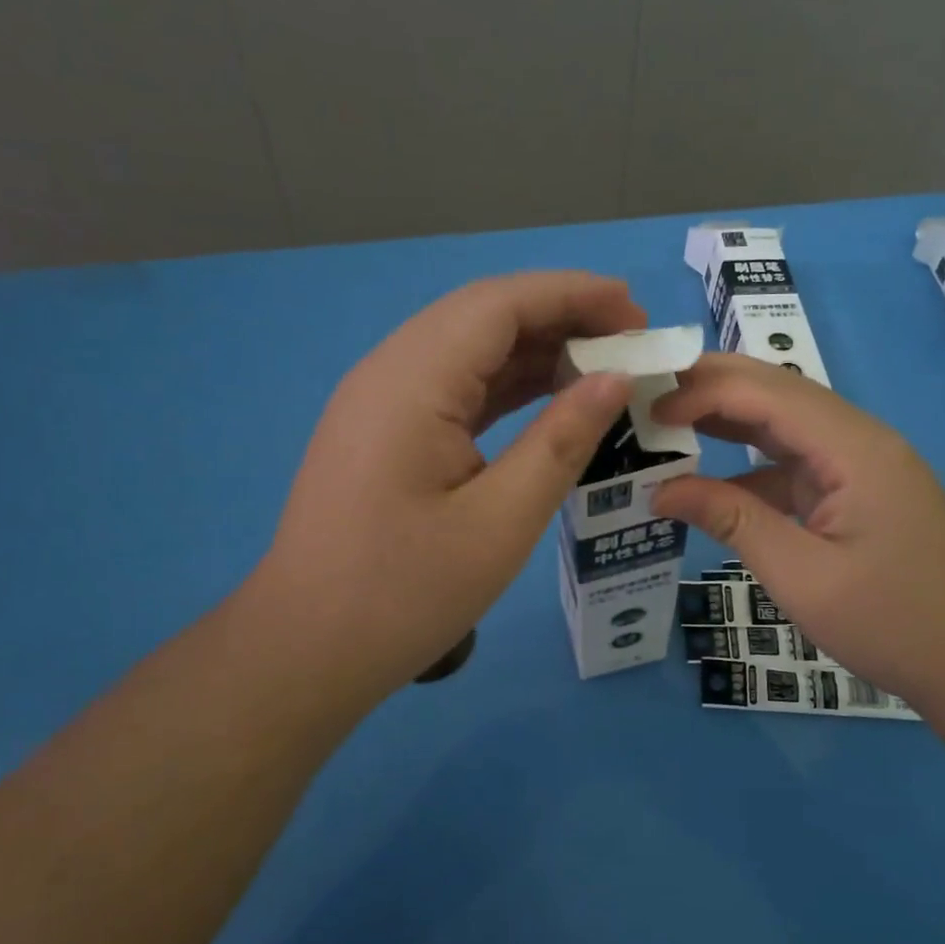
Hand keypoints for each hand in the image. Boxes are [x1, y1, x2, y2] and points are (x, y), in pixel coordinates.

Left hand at [248, 272, 641, 705]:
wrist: (307, 649)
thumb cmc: (406, 592)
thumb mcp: (501, 521)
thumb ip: (561, 440)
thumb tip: (614, 379)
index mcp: (413, 381)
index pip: (500, 304)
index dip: (574, 294)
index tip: (638, 314)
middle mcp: (391, 371)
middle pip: (484, 315)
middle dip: (562, 315)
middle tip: (631, 341)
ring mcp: (382, 400)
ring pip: (470, 348)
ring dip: (537, 348)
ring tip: (605, 365)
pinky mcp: (385, 429)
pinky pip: (455, 385)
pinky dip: (508, 383)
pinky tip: (552, 397)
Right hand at [651, 353, 944, 715]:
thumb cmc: (890, 623)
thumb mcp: (800, 576)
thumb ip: (731, 521)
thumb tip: (662, 490)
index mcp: (854, 448)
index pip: (767, 393)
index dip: (702, 392)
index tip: (647, 412)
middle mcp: (859, 438)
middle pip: (778, 392)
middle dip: (711, 388)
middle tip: (648, 399)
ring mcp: (860, 462)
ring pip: (784, 421)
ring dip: (728, 420)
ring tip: (667, 424)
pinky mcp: (855, 488)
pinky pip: (794, 460)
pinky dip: (750, 463)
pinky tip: (712, 479)